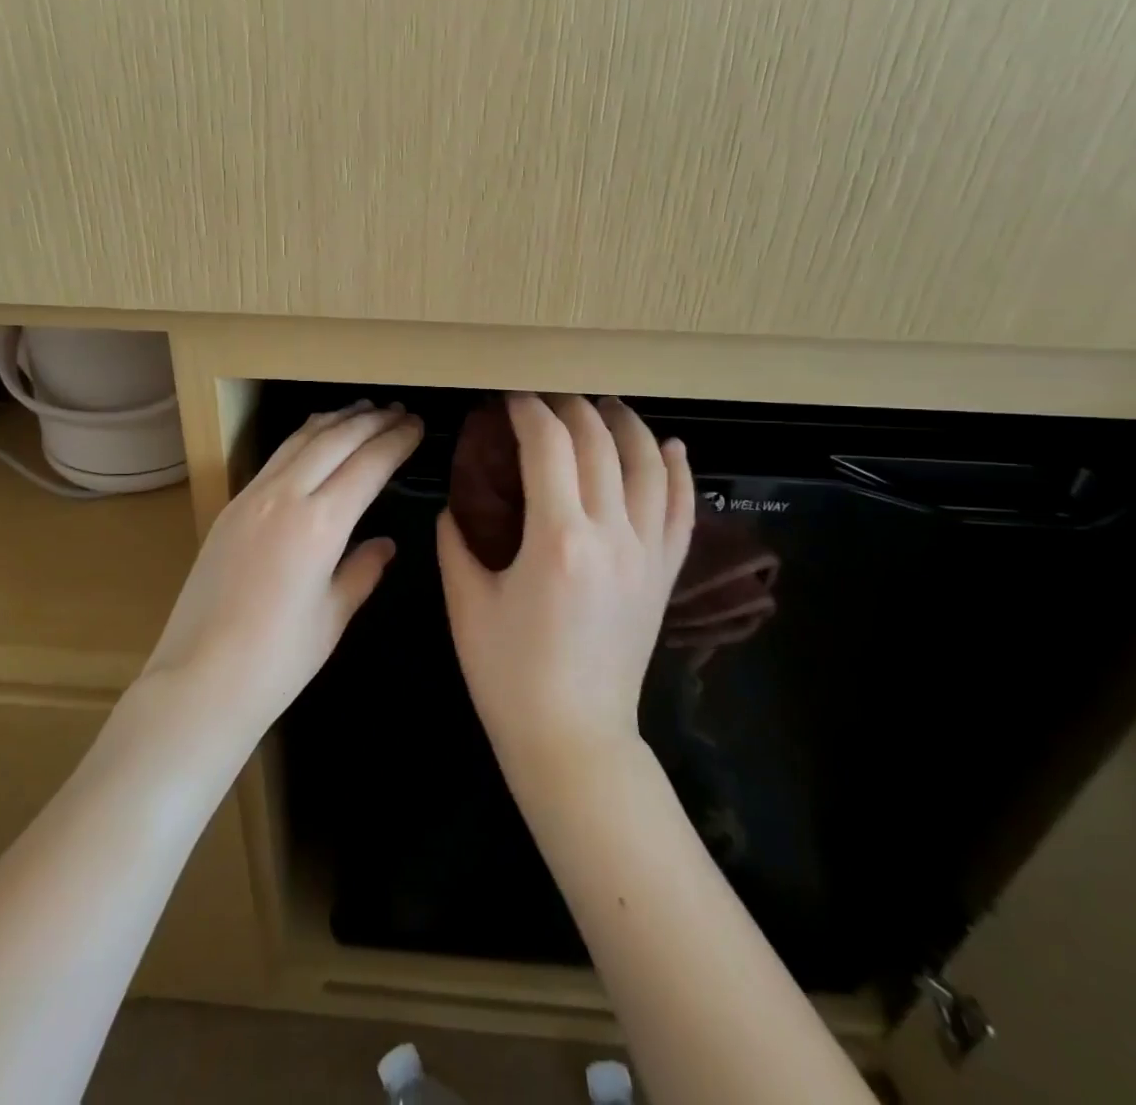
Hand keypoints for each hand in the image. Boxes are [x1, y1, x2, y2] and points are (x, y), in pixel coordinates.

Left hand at [143, 400, 421, 740]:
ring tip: (362, 410)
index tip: (417, 426)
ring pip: (300, 439)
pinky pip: (275, 457)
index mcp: (320, 523)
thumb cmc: (279, 658)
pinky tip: (314, 439)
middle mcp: (285, 496)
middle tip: (398, 411)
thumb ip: (362, 570)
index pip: (368, 464)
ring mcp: (252, 496)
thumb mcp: (333, 615)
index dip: (396, 441)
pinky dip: (304, 438)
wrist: (200, 677)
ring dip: (335, 420)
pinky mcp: (231, 506)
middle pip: (335, 439)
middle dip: (370, 421)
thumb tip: (384, 544)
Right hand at [438, 394, 694, 761]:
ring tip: (602, 404)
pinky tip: (668, 446)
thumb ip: (456, 542)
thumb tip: (454, 504)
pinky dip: (676, 470)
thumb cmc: (509, 676)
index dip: (528, 410)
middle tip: (544, 397)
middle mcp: (611, 535)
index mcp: (557, 539)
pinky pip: (681, 508)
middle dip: (570, 407)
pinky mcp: (664, 574)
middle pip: (599, 443)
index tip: (509, 397)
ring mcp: (646, 553)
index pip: (549, 445)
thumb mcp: (466, 604)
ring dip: (625, 425)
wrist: (573, 739)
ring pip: (649, 465)